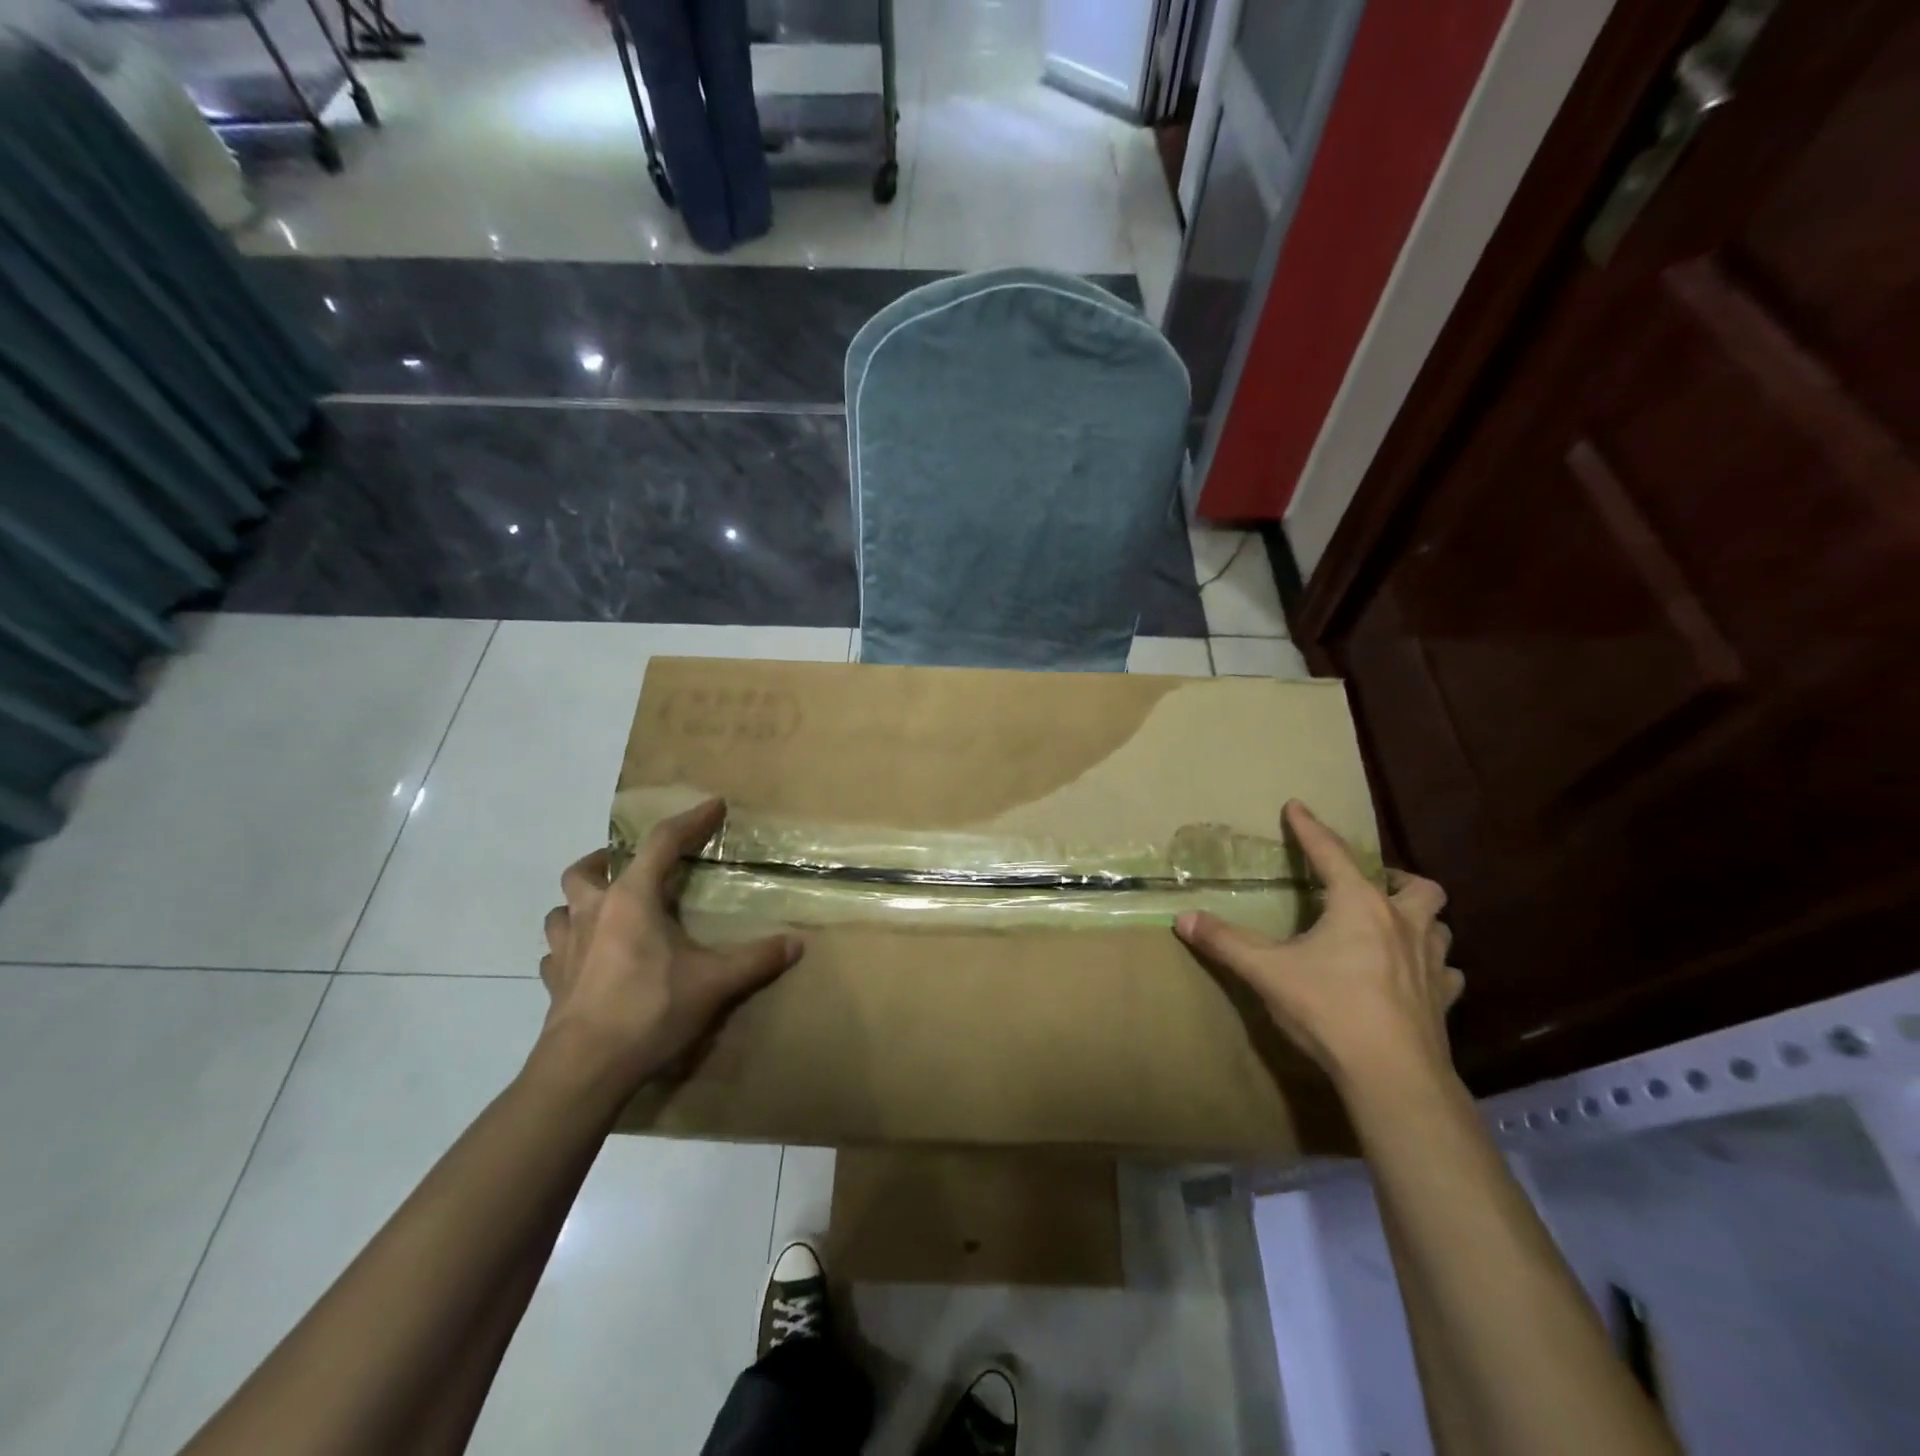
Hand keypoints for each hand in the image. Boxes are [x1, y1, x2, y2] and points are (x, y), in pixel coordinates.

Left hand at [534, 799, 802, 1096]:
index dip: (690, 821)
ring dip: (582, 903)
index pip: (662, 843)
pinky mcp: (553, 982)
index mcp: (632, 899)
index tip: (714, 806)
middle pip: (586, 869)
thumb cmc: (650, 1009)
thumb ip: (756, 960)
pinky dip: (570, 947)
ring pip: (561, 909)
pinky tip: (588, 960)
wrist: (586, 1068)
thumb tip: (798, 943)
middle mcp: (593, 912)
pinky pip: (555, 952)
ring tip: (606, 912)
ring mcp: (565, 948)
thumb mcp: (714, 983)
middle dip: (607, 858)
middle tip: (633, 867)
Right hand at [1174, 800, 1462, 1089]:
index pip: (1330, 854)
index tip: (1297, 806)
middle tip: (1368, 886)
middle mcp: (1402, 925)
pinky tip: (1415, 978)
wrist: (1392, 1077)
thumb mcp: (1267, 972)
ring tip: (1393, 927)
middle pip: (1417, 886)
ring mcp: (1431, 964)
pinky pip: (1447, 973)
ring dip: (1419, 920)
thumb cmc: (1328, 1010)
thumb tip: (1184, 918)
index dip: (1310, 828)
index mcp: (1359, 907)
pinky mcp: (1443, 1001)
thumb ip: (1225, 942)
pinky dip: (1432, 968)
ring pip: (1439, 926)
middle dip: (1394, 878)